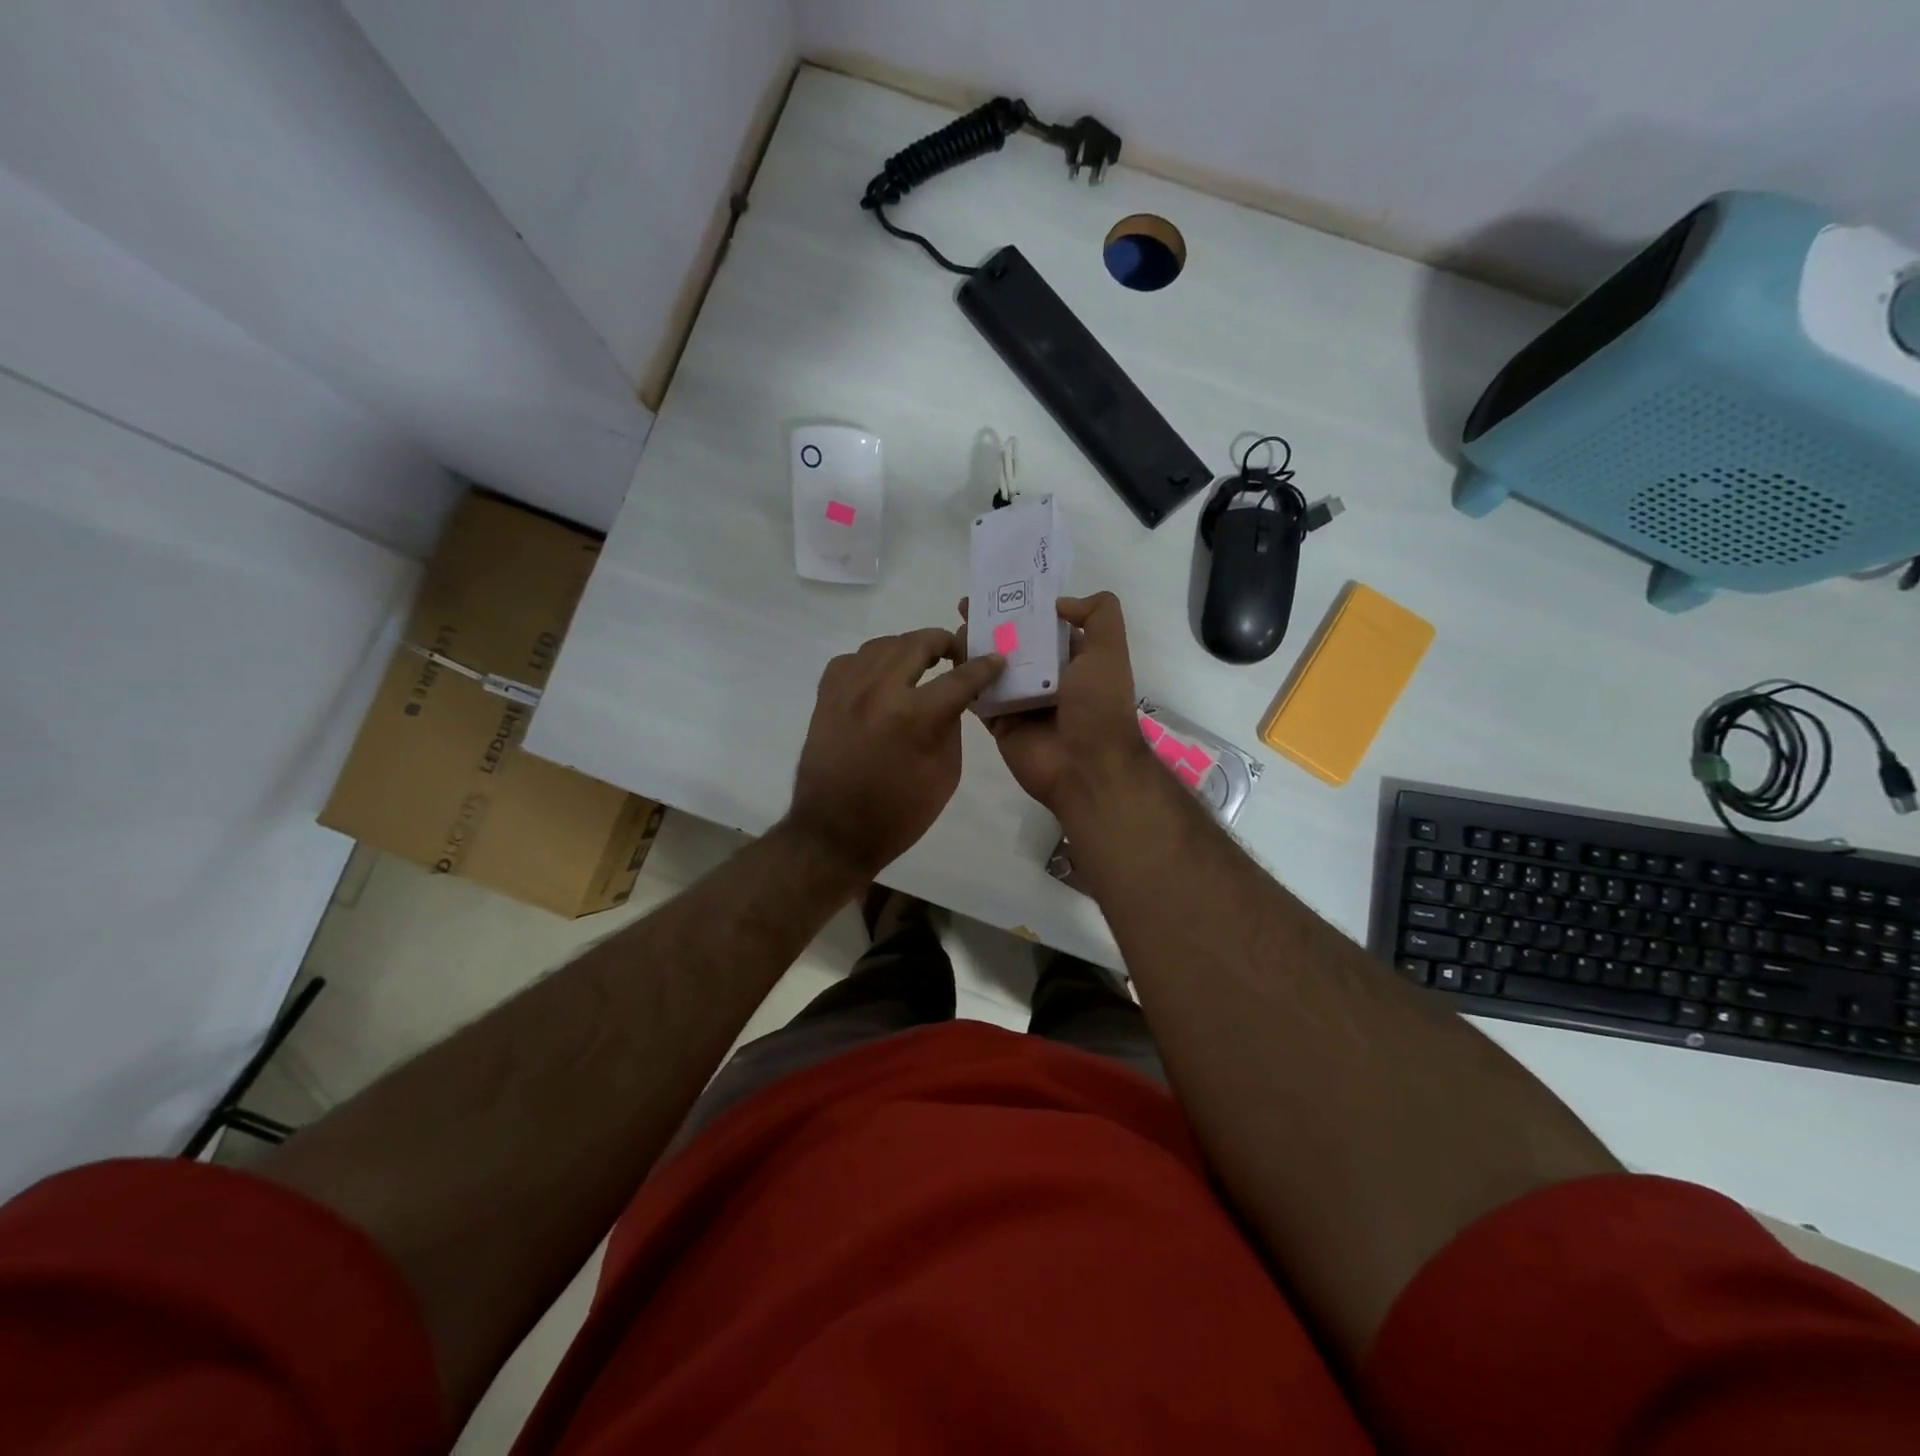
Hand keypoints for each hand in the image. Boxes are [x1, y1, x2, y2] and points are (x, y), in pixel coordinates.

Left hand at [786, 628, 1004, 879]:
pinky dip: (871, 661)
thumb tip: (953, 696)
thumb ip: (951, 726)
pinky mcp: (825, 697)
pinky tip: (881, 676)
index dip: (983, 666)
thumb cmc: (899, 813)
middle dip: (943, 642)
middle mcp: (878, 691)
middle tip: (956, 652)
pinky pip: (851, 660)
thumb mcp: (945, 774)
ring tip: (921, 661)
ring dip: (907, 648)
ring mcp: (846, 690)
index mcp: (913, 716)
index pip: (959, 678)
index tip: (996, 658)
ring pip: (882, 645)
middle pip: (917, 643)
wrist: (834, 833)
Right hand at [958, 592, 1151, 818]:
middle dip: (991, 624)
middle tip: (963, 606)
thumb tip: (1060, 602)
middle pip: (1013, 644)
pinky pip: (979, 697)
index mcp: (1073, 660)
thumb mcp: (1109, 650)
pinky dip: (965, 680)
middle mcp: (1046, 678)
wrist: (1086, 767)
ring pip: (991, 668)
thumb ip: (1098, 614)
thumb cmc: (1098, 706)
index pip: (1044, 626)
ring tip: (954, 629)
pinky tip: (949, 659)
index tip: (996, 590)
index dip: (1023, 606)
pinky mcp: (1000, 722)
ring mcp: (1021, 701)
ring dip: (974, 648)